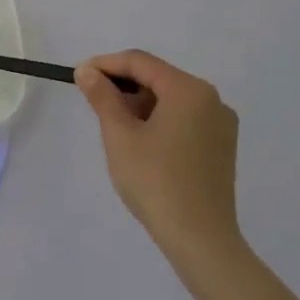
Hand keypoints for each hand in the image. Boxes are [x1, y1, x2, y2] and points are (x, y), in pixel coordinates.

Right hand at [74, 50, 241, 260]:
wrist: (199, 237)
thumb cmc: (154, 180)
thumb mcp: (119, 135)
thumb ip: (102, 97)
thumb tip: (87, 70)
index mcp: (189, 90)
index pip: (140, 62)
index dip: (106, 64)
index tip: (78, 76)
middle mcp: (212, 99)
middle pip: (158, 78)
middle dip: (123, 86)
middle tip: (93, 104)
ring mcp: (221, 124)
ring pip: (171, 99)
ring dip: (140, 104)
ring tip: (115, 127)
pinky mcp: (222, 146)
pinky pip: (185, 118)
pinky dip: (159, 120)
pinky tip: (141, 142)